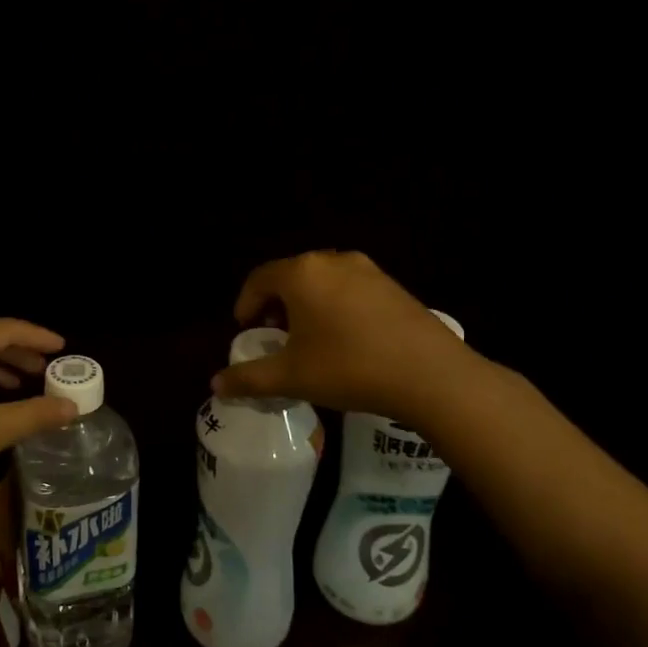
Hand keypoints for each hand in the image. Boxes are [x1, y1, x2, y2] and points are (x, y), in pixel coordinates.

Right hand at [210, 251, 463, 415]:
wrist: (432, 376)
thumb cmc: (349, 368)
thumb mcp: (291, 377)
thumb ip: (249, 378)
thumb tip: (215, 385)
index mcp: (301, 273)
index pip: (258, 279)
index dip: (245, 305)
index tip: (246, 331)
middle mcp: (332, 260)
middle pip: (290, 277)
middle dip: (275, 305)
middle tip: (274, 337)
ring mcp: (367, 270)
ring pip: (321, 281)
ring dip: (306, 305)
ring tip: (308, 340)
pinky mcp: (393, 285)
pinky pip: (349, 288)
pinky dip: (335, 306)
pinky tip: (345, 340)